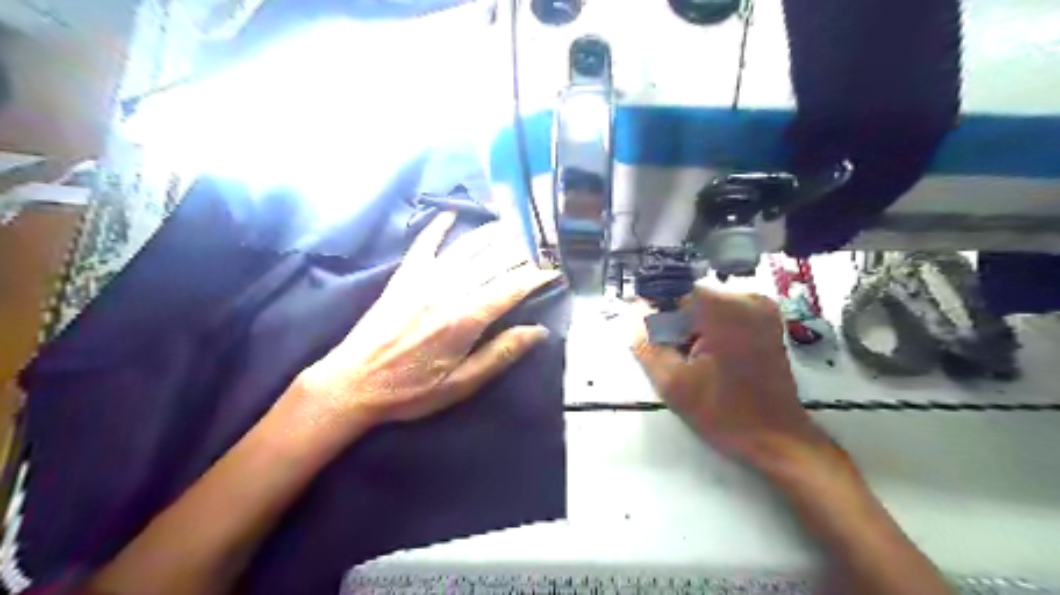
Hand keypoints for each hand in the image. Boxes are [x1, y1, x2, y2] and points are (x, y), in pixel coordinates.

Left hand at [287, 214, 558, 442]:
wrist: (353, 382)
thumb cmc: (410, 390)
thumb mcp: (460, 384)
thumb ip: (500, 355)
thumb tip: (538, 331)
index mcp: (465, 319)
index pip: (513, 287)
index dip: (538, 275)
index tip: (556, 268)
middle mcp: (448, 290)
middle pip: (494, 261)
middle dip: (523, 250)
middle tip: (543, 243)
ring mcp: (424, 278)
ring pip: (467, 247)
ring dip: (493, 234)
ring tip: (514, 226)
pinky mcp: (404, 275)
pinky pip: (425, 243)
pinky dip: (440, 225)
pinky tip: (453, 213)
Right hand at [627, 287, 845, 476]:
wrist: (777, 438)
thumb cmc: (724, 413)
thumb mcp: (672, 382)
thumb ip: (645, 343)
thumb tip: (633, 311)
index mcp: (722, 308)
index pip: (671, 293)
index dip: (656, 316)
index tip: (652, 340)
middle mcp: (745, 298)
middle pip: (689, 300)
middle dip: (675, 326)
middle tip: (678, 361)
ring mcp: (761, 307)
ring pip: (705, 308)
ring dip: (692, 330)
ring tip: (696, 364)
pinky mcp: (767, 320)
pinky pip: (724, 315)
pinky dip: (711, 331)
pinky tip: (712, 359)